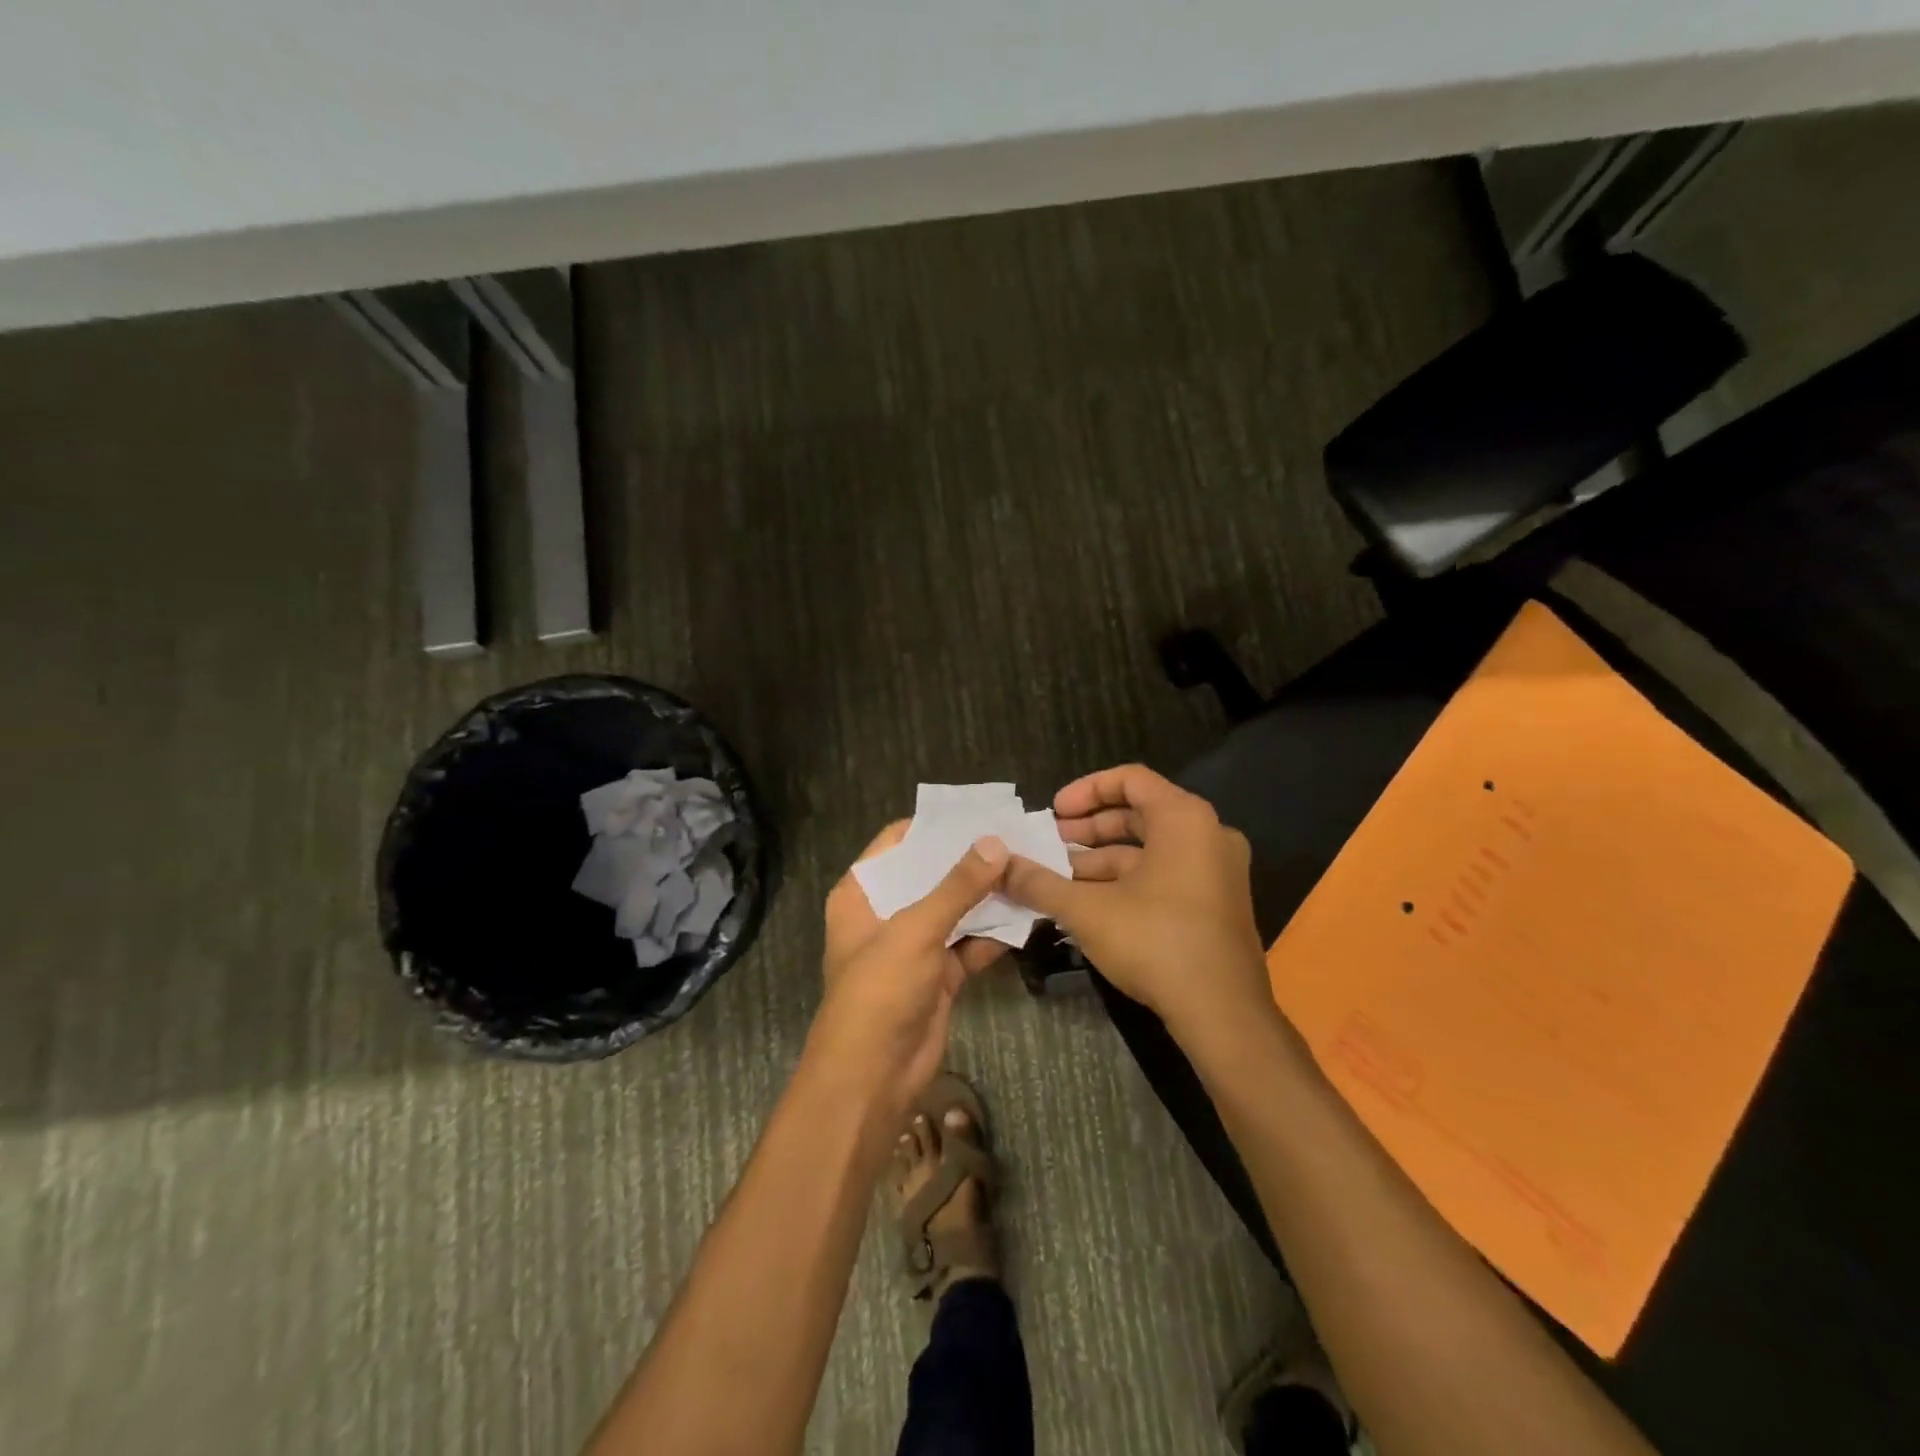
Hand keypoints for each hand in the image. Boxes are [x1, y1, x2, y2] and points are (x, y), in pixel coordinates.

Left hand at [806, 823, 1010, 1123]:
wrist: (873, 1078)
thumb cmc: (880, 990)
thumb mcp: (915, 930)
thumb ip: (958, 886)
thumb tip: (994, 842)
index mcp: (862, 893)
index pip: (897, 844)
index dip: (934, 826)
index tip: (977, 811)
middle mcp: (886, 913)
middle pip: (930, 875)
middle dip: (970, 859)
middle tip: (1015, 834)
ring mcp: (914, 945)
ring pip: (955, 909)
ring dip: (987, 895)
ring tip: (1029, 864)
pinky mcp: (939, 975)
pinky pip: (970, 943)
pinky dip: (995, 932)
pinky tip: (1028, 911)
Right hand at [1003, 764, 1273, 1039]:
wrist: (1223, 1013)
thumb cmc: (1155, 942)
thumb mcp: (1087, 909)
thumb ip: (1039, 882)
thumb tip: (998, 865)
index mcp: (1184, 818)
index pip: (1130, 779)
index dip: (1085, 790)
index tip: (1052, 813)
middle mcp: (1208, 835)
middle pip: (1140, 813)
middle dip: (1089, 828)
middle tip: (1050, 843)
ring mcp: (1217, 871)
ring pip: (1150, 850)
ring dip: (1102, 860)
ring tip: (1059, 878)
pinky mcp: (1217, 904)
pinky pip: (1166, 874)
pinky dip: (1127, 881)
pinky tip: (1090, 904)